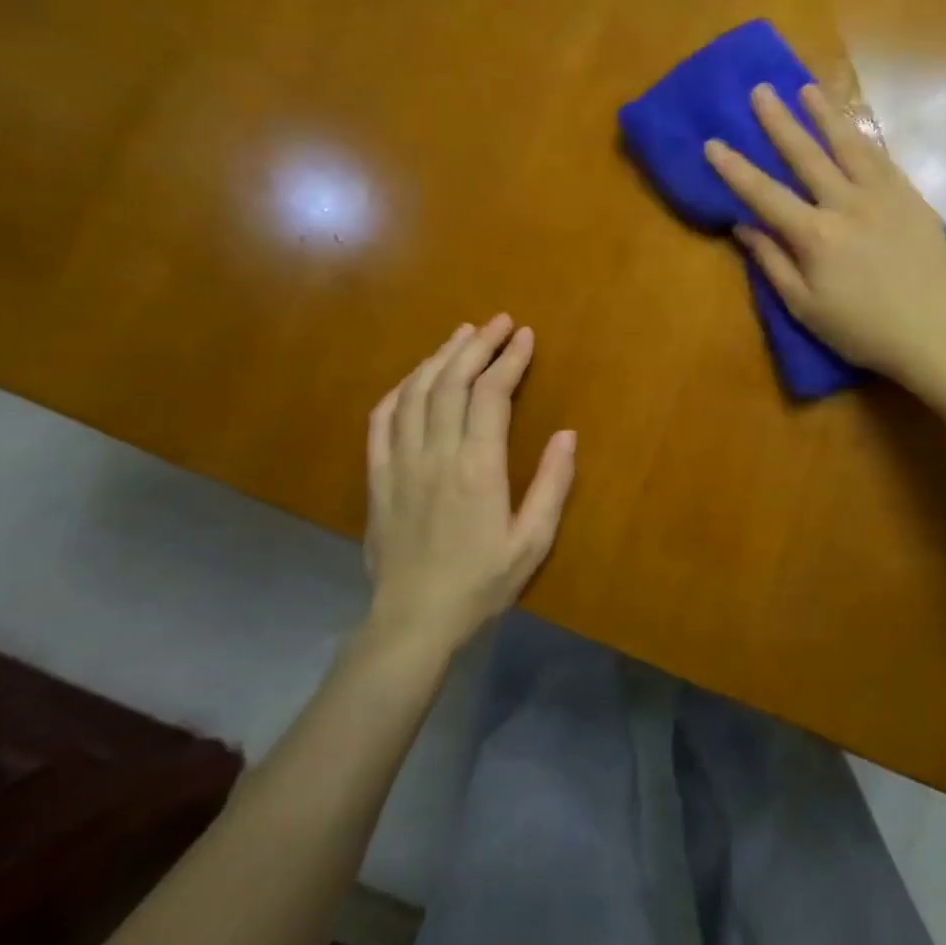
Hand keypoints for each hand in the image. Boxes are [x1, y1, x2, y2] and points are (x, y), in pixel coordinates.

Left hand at [363, 316, 575, 649]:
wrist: (413, 622)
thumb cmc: (480, 583)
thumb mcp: (532, 542)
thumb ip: (552, 485)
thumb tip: (568, 434)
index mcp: (477, 468)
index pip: (491, 394)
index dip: (509, 359)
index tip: (525, 336)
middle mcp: (436, 455)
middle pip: (452, 382)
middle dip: (477, 345)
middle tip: (499, 322)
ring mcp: (400, 463)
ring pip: (416, 393)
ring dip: (440, 357)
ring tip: (462, 335)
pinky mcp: (377, 477)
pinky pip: (381, 421)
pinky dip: (399, 390)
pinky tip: (415, 378)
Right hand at [703, 83, 945, 388]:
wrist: (933, 331)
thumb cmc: (861, 329)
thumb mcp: (805, 307)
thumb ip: (772, 262)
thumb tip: (742, 226)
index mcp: (815, 235)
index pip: (765, 194)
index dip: (735, 169)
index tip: (712, 143)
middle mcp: (847, 204)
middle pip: (806, 156)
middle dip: (779, 122)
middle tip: (760, 91)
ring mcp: (884, 196)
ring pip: (849, 145)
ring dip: (825, 115)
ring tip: (806, 89)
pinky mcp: (911, 198)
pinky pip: (883, 159)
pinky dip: (863, 138)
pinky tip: (852, 125)